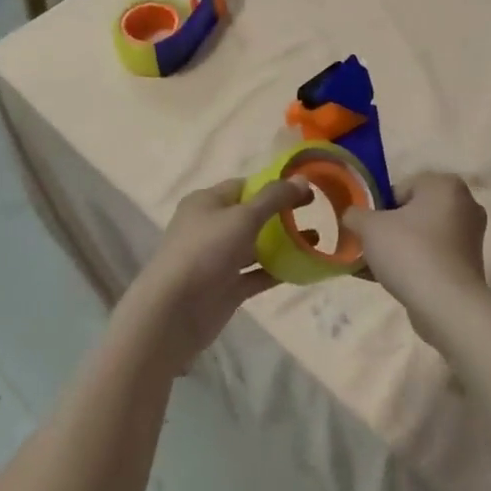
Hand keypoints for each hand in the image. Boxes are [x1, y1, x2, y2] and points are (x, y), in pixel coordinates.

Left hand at [119, 177, 309, 372]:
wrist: (174, 311)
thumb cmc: (206, 251)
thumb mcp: (243, 217)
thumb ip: (274, 198)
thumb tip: (302, 179)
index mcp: (206, 202)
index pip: (244, 186)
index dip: (274, 185)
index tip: (305, 189)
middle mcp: (210, 227)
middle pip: (251, 215)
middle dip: (281, 213)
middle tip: (315, 211)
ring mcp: (218, 259)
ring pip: (255, 246)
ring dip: (283, 243)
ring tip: (316, 240)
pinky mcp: (226, 287)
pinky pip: (256, 274)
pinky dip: (277, 270)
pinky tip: (304, 267)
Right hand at [345, 174, 489, 331]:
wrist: (446, 305)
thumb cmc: (409, 252)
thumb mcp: (369, 227)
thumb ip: (355, 214)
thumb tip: (352, 216)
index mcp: (445, 185)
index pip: (401, 188)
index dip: (378, 208)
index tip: (367, 229)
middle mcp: (465, 205)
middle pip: (413, 213)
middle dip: (389, 229)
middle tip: (369, 247)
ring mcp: (470, 237)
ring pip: (422, 237)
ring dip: (398, 249)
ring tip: (374, 269)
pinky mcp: (469, 265)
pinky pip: (433, 257)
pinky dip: (414, 265)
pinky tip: (389, 281)